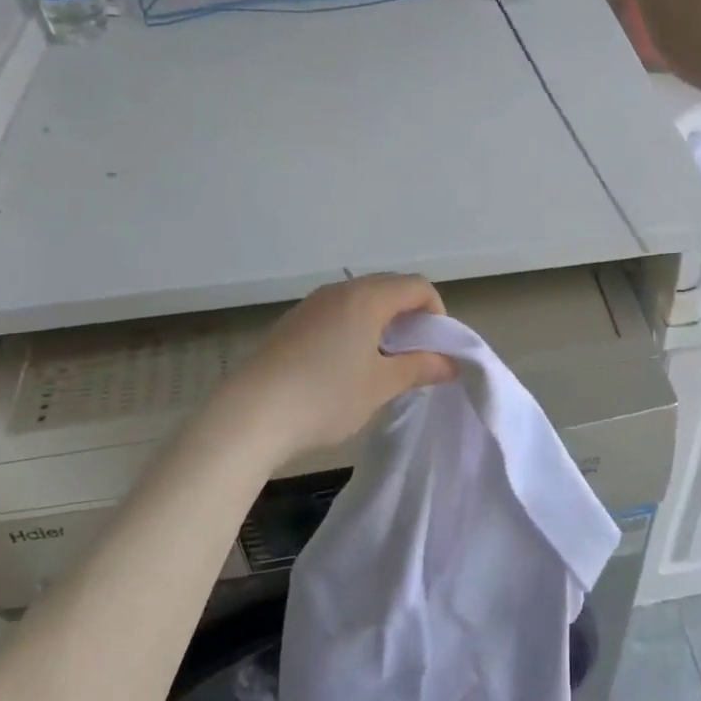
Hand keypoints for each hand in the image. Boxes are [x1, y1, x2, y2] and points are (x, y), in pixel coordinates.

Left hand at [214, 274, 457, 462]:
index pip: (416, 286)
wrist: (251, 414)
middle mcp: (339, 291)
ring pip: (360, 300)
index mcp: (367, 298)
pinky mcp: (292, 323)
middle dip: (410, 315)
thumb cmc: (326, 396)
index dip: (436, 311)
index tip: (436, 346)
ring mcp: (311, 305)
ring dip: (381, 322)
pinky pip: (336, 313)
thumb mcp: (381, 386)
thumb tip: (449, 363)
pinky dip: (354, 328)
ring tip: (381, 362)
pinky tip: (345, 366)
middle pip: (388, 287)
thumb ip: (419, 368)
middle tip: (414, 354)